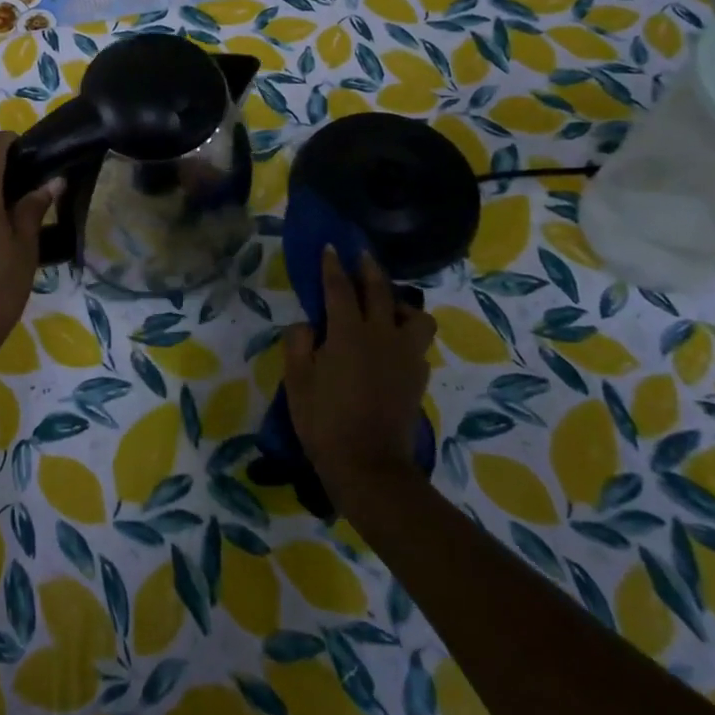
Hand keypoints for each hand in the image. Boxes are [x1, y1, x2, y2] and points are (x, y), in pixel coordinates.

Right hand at [283, 247, 435, 507]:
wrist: (369, 467)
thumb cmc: (324, 421)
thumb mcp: (296, 380)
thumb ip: (298, 343)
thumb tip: (308, 326)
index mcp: (348, 333)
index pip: (339, 288)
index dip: (333, 266)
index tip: (331, 247)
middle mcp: (382, 335)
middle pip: (380, 290)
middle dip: (369, 269)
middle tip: (361, 256)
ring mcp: (406, 356)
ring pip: (415, 315)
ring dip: (400, 303)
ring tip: (387, 307)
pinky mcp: (418, 377)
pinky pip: (417, 343)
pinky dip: (406, 334)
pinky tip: (393, 344)